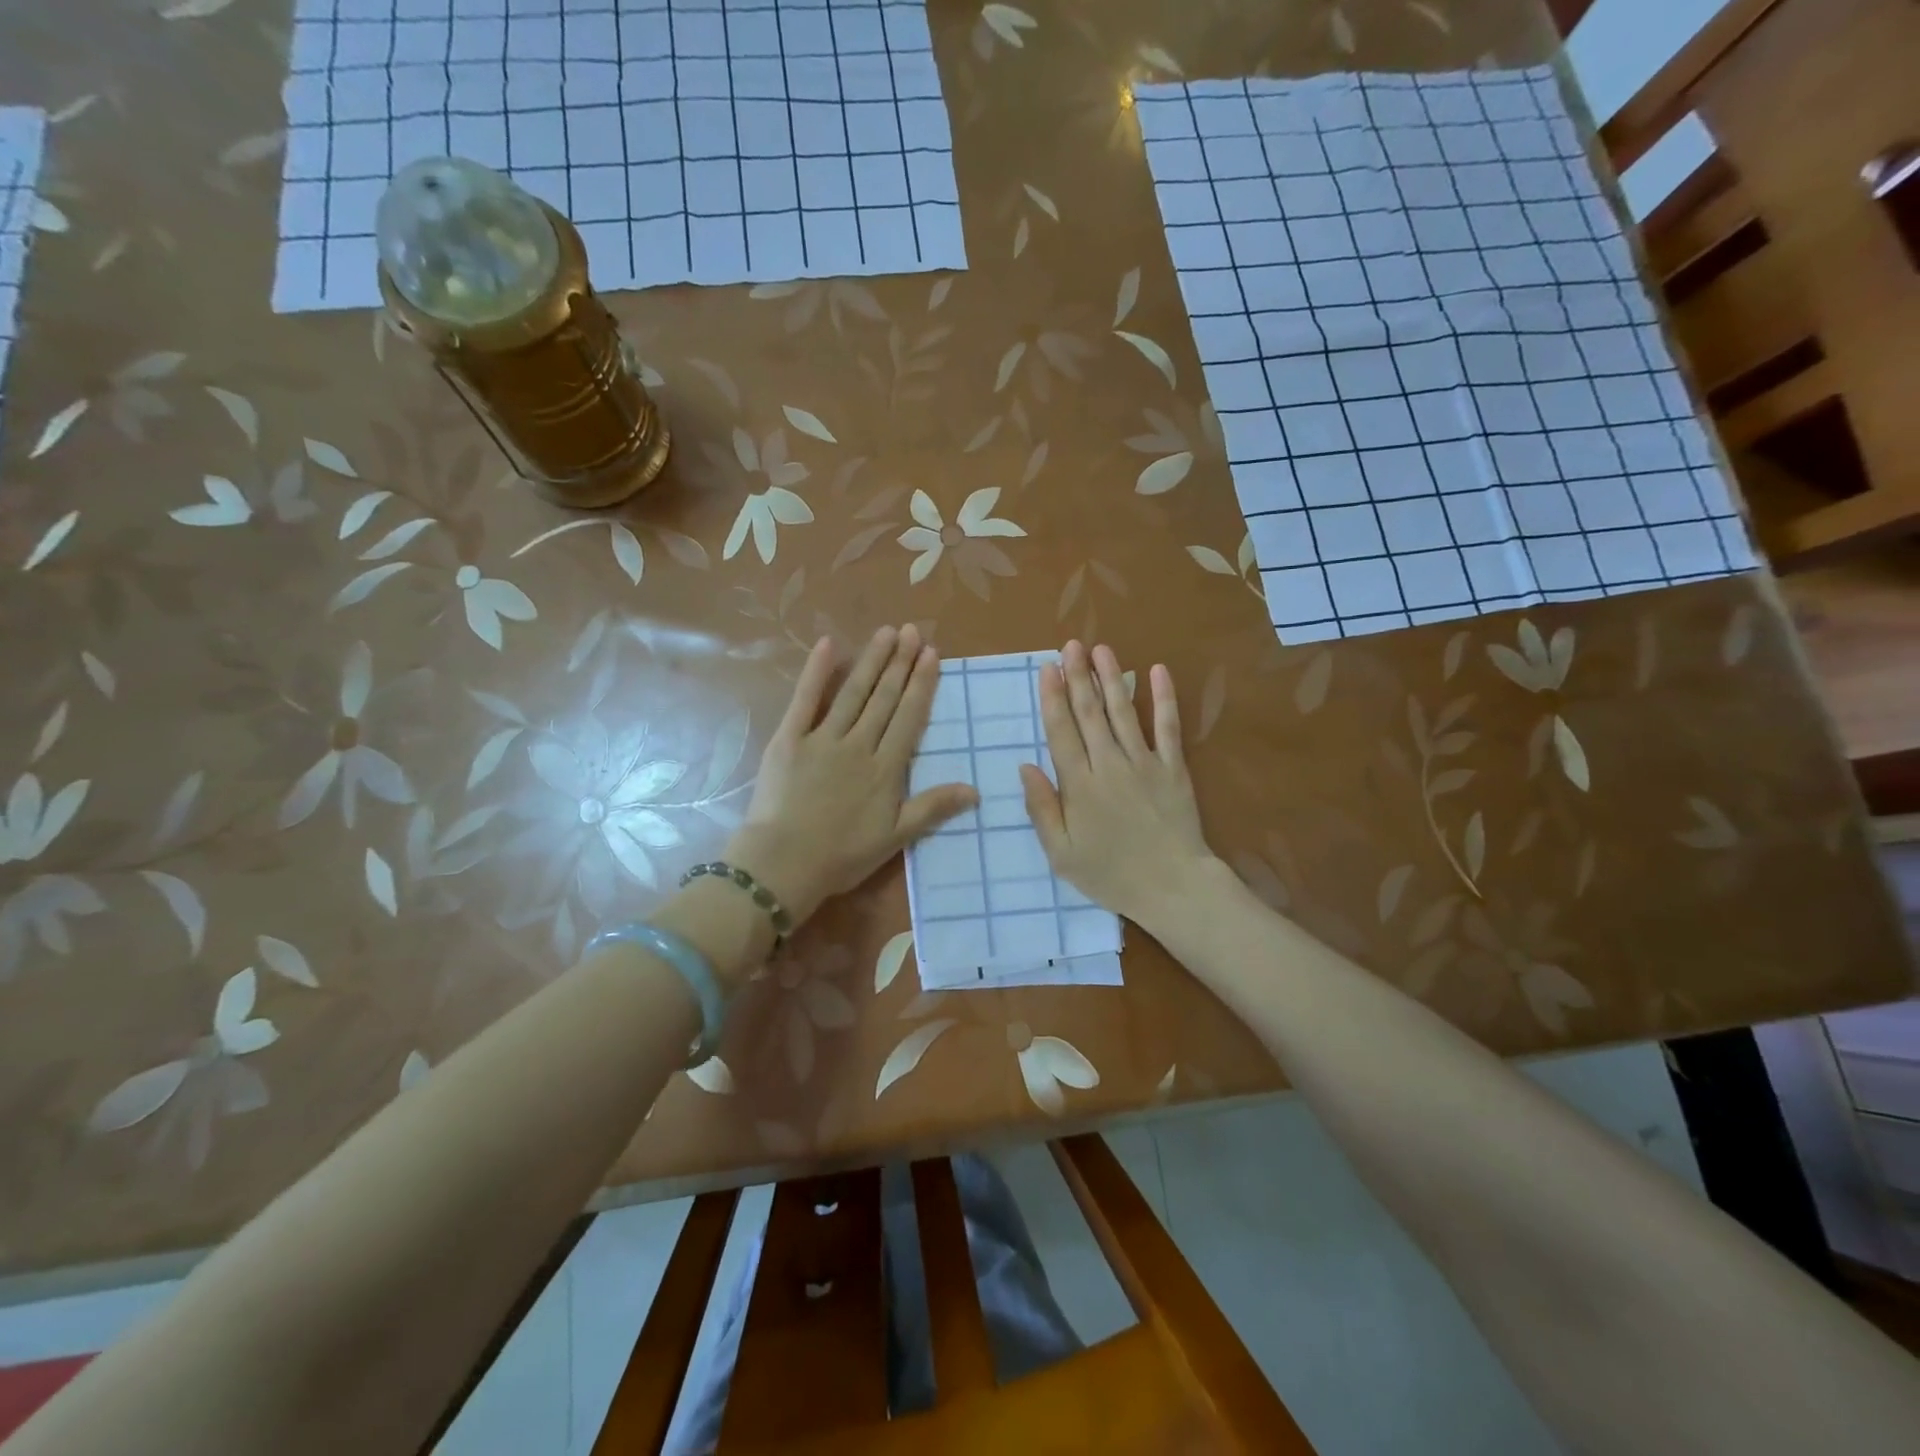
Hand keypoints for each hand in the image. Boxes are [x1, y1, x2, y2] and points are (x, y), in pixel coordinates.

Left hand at [728, 625, 976, 924]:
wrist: (783, 863)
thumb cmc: (841, 855)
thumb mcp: (895, 838)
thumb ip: (932, 808)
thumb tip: (975, 789)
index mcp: (885, 769)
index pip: (908, 718)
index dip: (921, 685)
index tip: (931, 654)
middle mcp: (858, 745)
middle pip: (883, 698)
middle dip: (900, 663)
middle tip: (912, 631)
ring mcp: (822, 738)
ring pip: (853, 693)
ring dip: (871, 661)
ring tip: (886, 632)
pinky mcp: (790, 739)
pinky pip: (805, 699)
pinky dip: (817, 671)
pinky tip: (828, 644)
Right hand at [1019, 641, 1217, 931]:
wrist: (1173, 886)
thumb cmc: (1110, 874)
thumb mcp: (1061, 853)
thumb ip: (1042, 808)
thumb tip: (1026, 766)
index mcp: (1079, 785)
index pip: (1061, 731)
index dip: (1053, 697)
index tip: (1047, 668)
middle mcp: (1109, 764)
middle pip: (1089, 713)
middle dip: (1078, 676)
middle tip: (1070, 645)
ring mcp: (1144, 762)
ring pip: (1123, 712)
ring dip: (1111, 677)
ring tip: (1100, 649)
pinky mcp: (1173, 768)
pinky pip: (1168, 727)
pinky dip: (1163, 698)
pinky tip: (1156, 671)